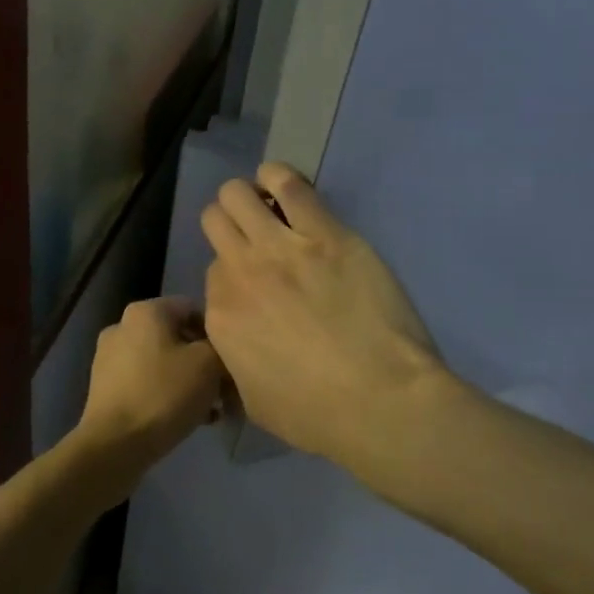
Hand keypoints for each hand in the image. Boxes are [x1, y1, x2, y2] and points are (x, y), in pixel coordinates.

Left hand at [74, 297, 226, 469]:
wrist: (115, 444)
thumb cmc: (165, 394)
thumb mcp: (209, 364)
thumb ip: (221, 347)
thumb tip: (220, 350)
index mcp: (145, 311)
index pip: (193, 309)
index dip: (218, 334)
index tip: (232, 361)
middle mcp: (122, 327)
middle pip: (178, 338)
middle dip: (205, 363)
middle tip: (226, 389)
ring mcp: (109, 358)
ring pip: (163, 363)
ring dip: (190, 381)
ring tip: (212, 410)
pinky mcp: (106, 388)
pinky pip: (147, 383)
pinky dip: (169, 395)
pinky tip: (191, 419)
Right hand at [202, 163, 441, 466]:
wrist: (381, 400)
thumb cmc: (317, 415)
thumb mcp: (254, 405)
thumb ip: (234, 368)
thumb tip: (234, 353)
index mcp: (220, 317)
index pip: (212, 273)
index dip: (232, 275)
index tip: (254, 284)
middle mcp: (240, 273)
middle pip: (216, 222)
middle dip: (229, 224)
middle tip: (254, 236)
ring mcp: (280, 248)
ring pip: (238, 195)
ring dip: (248, 196)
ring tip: (268, 205)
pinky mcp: (324, 233)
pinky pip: (290, 186)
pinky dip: (279, 178)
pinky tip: (284, 184)